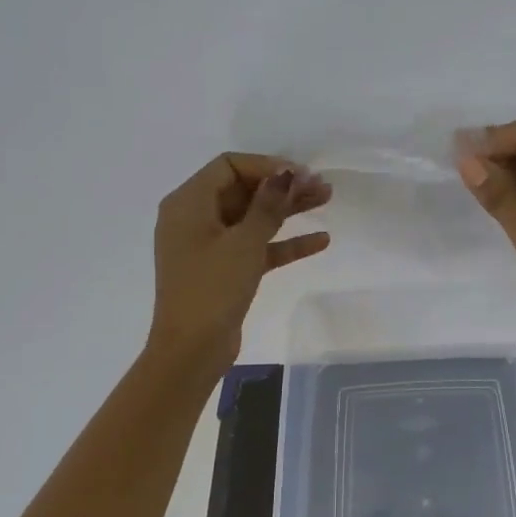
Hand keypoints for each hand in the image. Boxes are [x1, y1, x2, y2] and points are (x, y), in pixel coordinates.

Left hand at [147, 153, 331, 376]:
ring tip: (327, 200)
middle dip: (283, 186)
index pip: (229, 166)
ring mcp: (209, 246)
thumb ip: (268, 205)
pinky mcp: (224, 270)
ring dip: (288, 210)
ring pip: (253, 218)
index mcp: (188, 203)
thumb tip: (286, 173)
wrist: (191, 350)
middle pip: (244, 190)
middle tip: (322, 186)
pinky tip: (320, 240)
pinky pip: (256, 247)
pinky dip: (283, 242)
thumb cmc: (212, 288)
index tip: (300, 174)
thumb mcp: (243, 242)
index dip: (266, 165)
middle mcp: (195, 219)